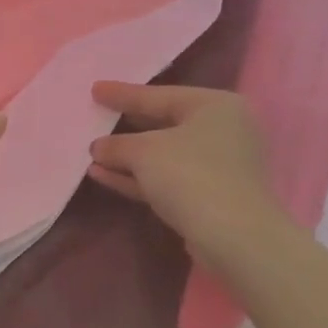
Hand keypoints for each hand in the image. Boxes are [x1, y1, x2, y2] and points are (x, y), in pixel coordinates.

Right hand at [87, 83, 280, 248]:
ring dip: (127, 157)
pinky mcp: (210, 196)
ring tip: (92, 154)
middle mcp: (223, 131)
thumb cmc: (191, 175)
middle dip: (126, 126)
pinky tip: (104, 176)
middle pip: (163, 123)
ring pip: (164, 155)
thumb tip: (98, 148)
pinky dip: (138, 176)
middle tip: (97, 117)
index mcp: (215, 106)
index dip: (123, 93)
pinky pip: (167, 178)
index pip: (160, 95)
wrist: (234, 238)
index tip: (95, 89)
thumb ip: (116, 145)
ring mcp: (219, 166)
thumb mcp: (144, 151)